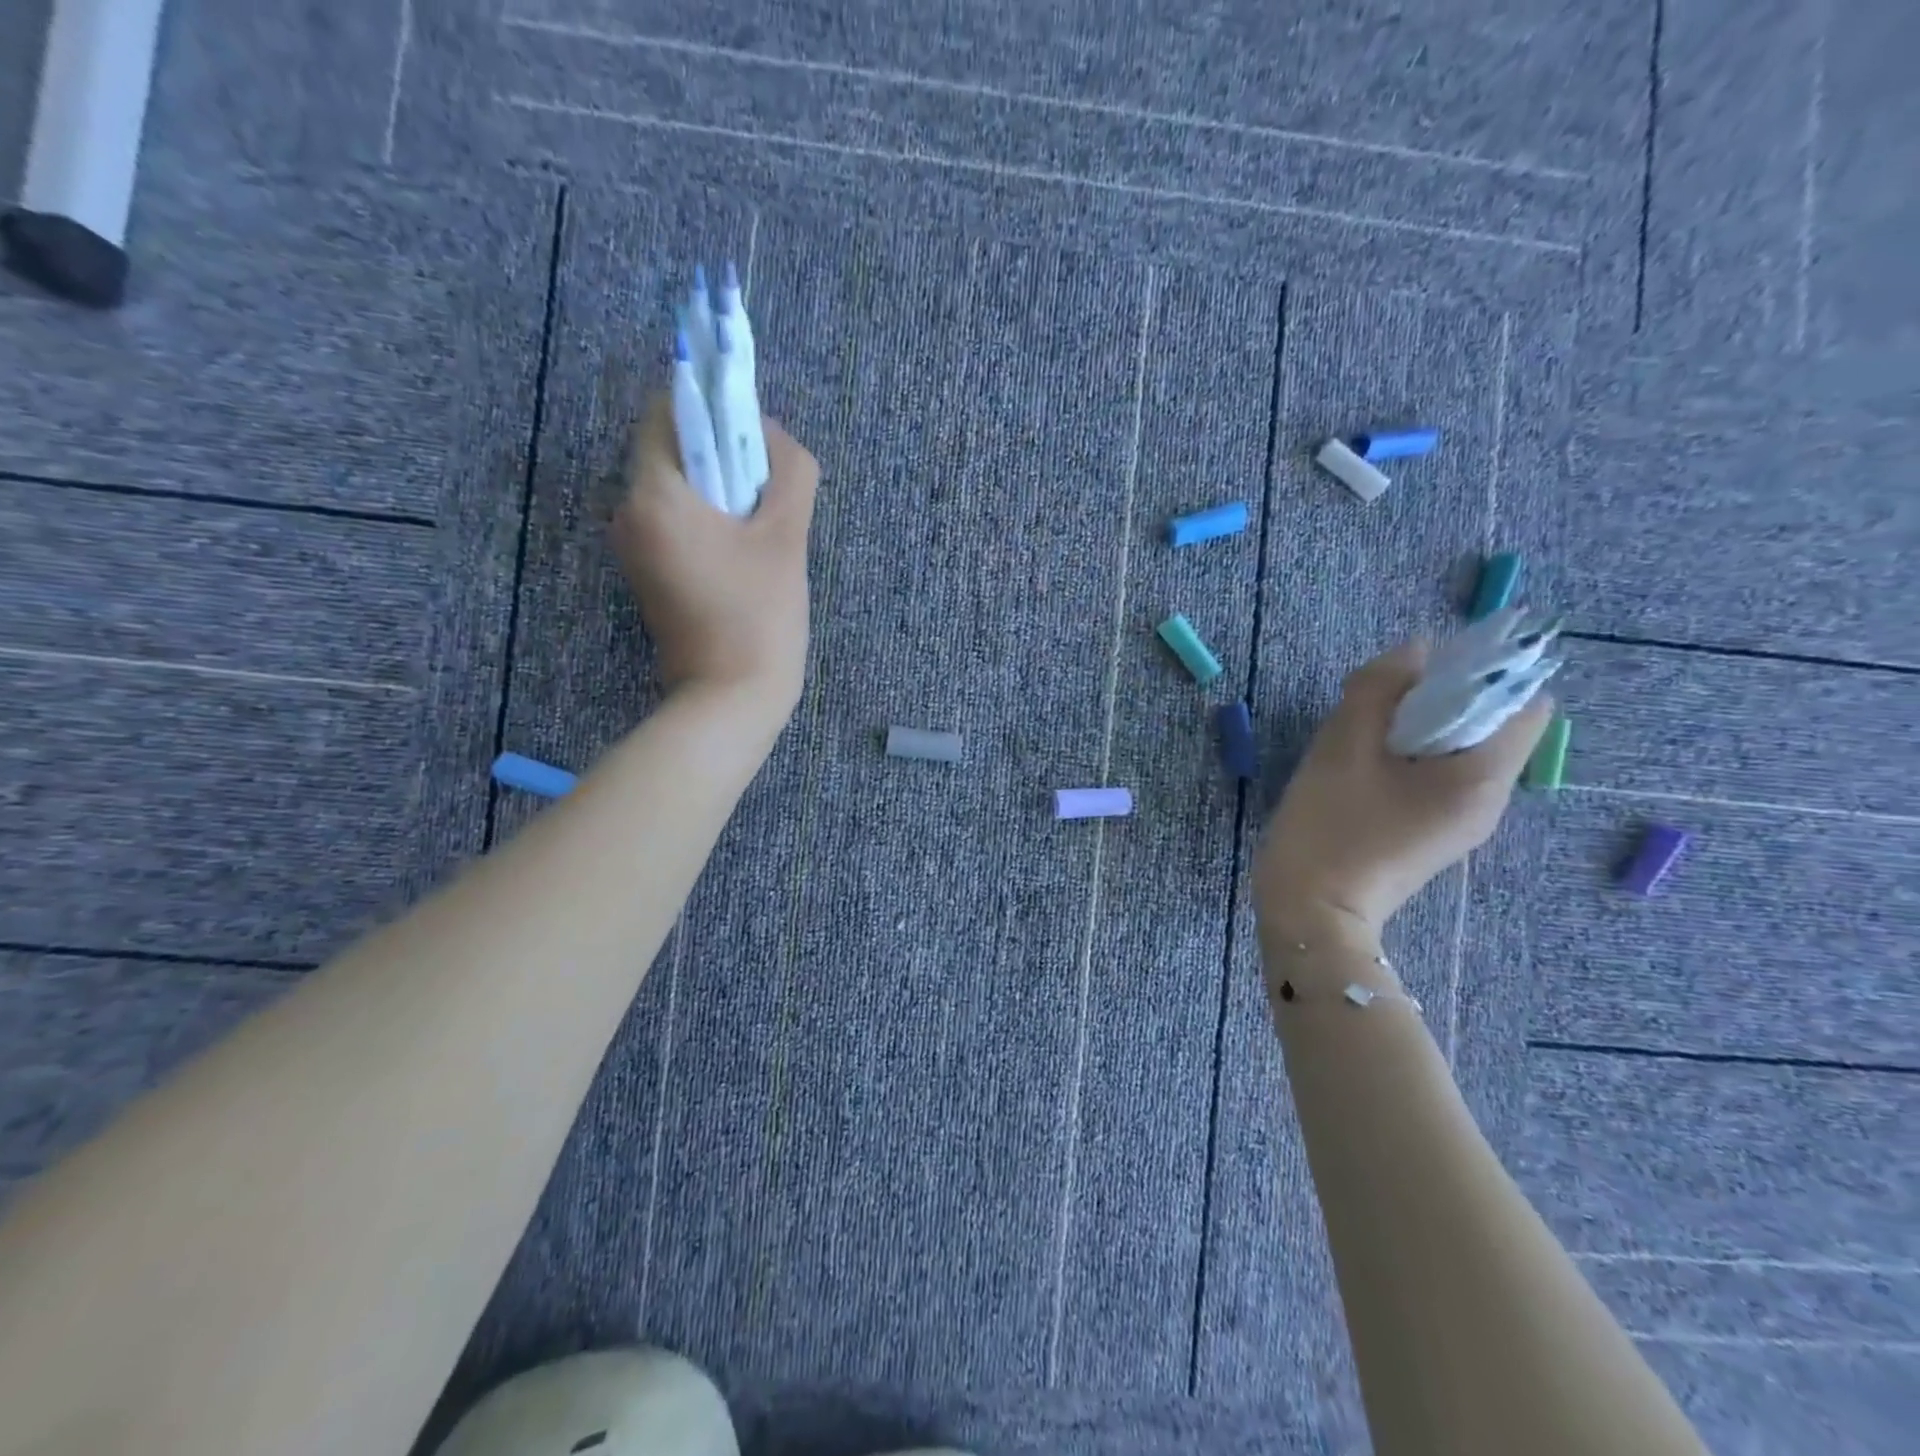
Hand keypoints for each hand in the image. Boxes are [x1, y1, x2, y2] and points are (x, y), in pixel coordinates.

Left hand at [611, 394, 818, 719]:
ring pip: (677, 487)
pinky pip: (675, 521)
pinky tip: (745, 552)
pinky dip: (709, 519)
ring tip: (763, 527)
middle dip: (723, 454)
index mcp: (653, 494)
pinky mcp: (647, 573)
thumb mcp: (786, 538)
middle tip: (769, 492)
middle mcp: (628, 512)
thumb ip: (789, 471)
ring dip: (720, 490)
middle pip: (673, 449)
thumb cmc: (758, 617)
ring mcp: (634, 546)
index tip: (756, 436)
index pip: (667, 409)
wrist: (730, 700)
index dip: (714, 405)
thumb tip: (772, 434)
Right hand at [1255, 641, 1550, 935]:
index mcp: (1482, 777)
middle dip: (1438, 700)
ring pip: (1458, 750)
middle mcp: (1489, 799)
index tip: (1420, 677)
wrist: (1311, 914)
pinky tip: (1358, 768)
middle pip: (1489, 724)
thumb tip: (1414, 652)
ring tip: (1357, 737)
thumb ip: (1378, 689)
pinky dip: (1407, 758)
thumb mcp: (1343, 748)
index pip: (1524, 702)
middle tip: (1373, 706)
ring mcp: (1462, 822)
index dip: (1481, 675)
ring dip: (1415, 728)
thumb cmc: (1330, 829)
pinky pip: (1436, 777)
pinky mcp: (1432, 834)